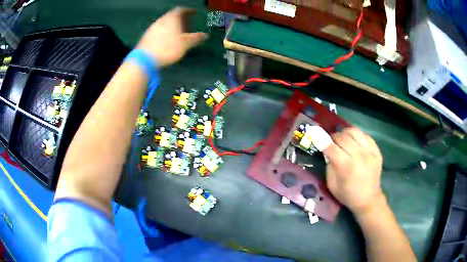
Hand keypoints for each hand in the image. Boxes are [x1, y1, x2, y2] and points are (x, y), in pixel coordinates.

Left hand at [136, 7, 207, 66]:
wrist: (144, 59)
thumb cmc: (168, 48)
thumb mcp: (185, 44)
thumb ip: (196, 38)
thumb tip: (206, 35)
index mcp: (171, 18)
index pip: (181, 10)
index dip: (188, 10)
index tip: (193, 13)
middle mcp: (161, 20)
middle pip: (171, 15)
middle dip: (179, 18)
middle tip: (186, 23)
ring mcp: (152, 28)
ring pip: (164, 23)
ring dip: (171, 25)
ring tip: (177, 32)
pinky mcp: (146, 37)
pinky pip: (158, 30)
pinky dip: (164, 31)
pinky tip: (166, 39)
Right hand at [323, 127, 383, 214]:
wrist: (368, 199)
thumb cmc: (347, 194)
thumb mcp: (332, 184)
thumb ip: (329, 165)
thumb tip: (327, 149)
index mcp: (346, 166)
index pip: (331, 147)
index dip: (321, 139)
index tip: (315, 133)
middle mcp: (359, 156)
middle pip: (342, 137)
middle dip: (333, 138)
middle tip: (332, 143)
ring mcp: (370, 152)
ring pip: (354, 131)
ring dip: (345, 133)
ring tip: (343, 139)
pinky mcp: (376, 150)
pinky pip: (365, 135)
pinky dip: (357, 136)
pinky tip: (354, 142)